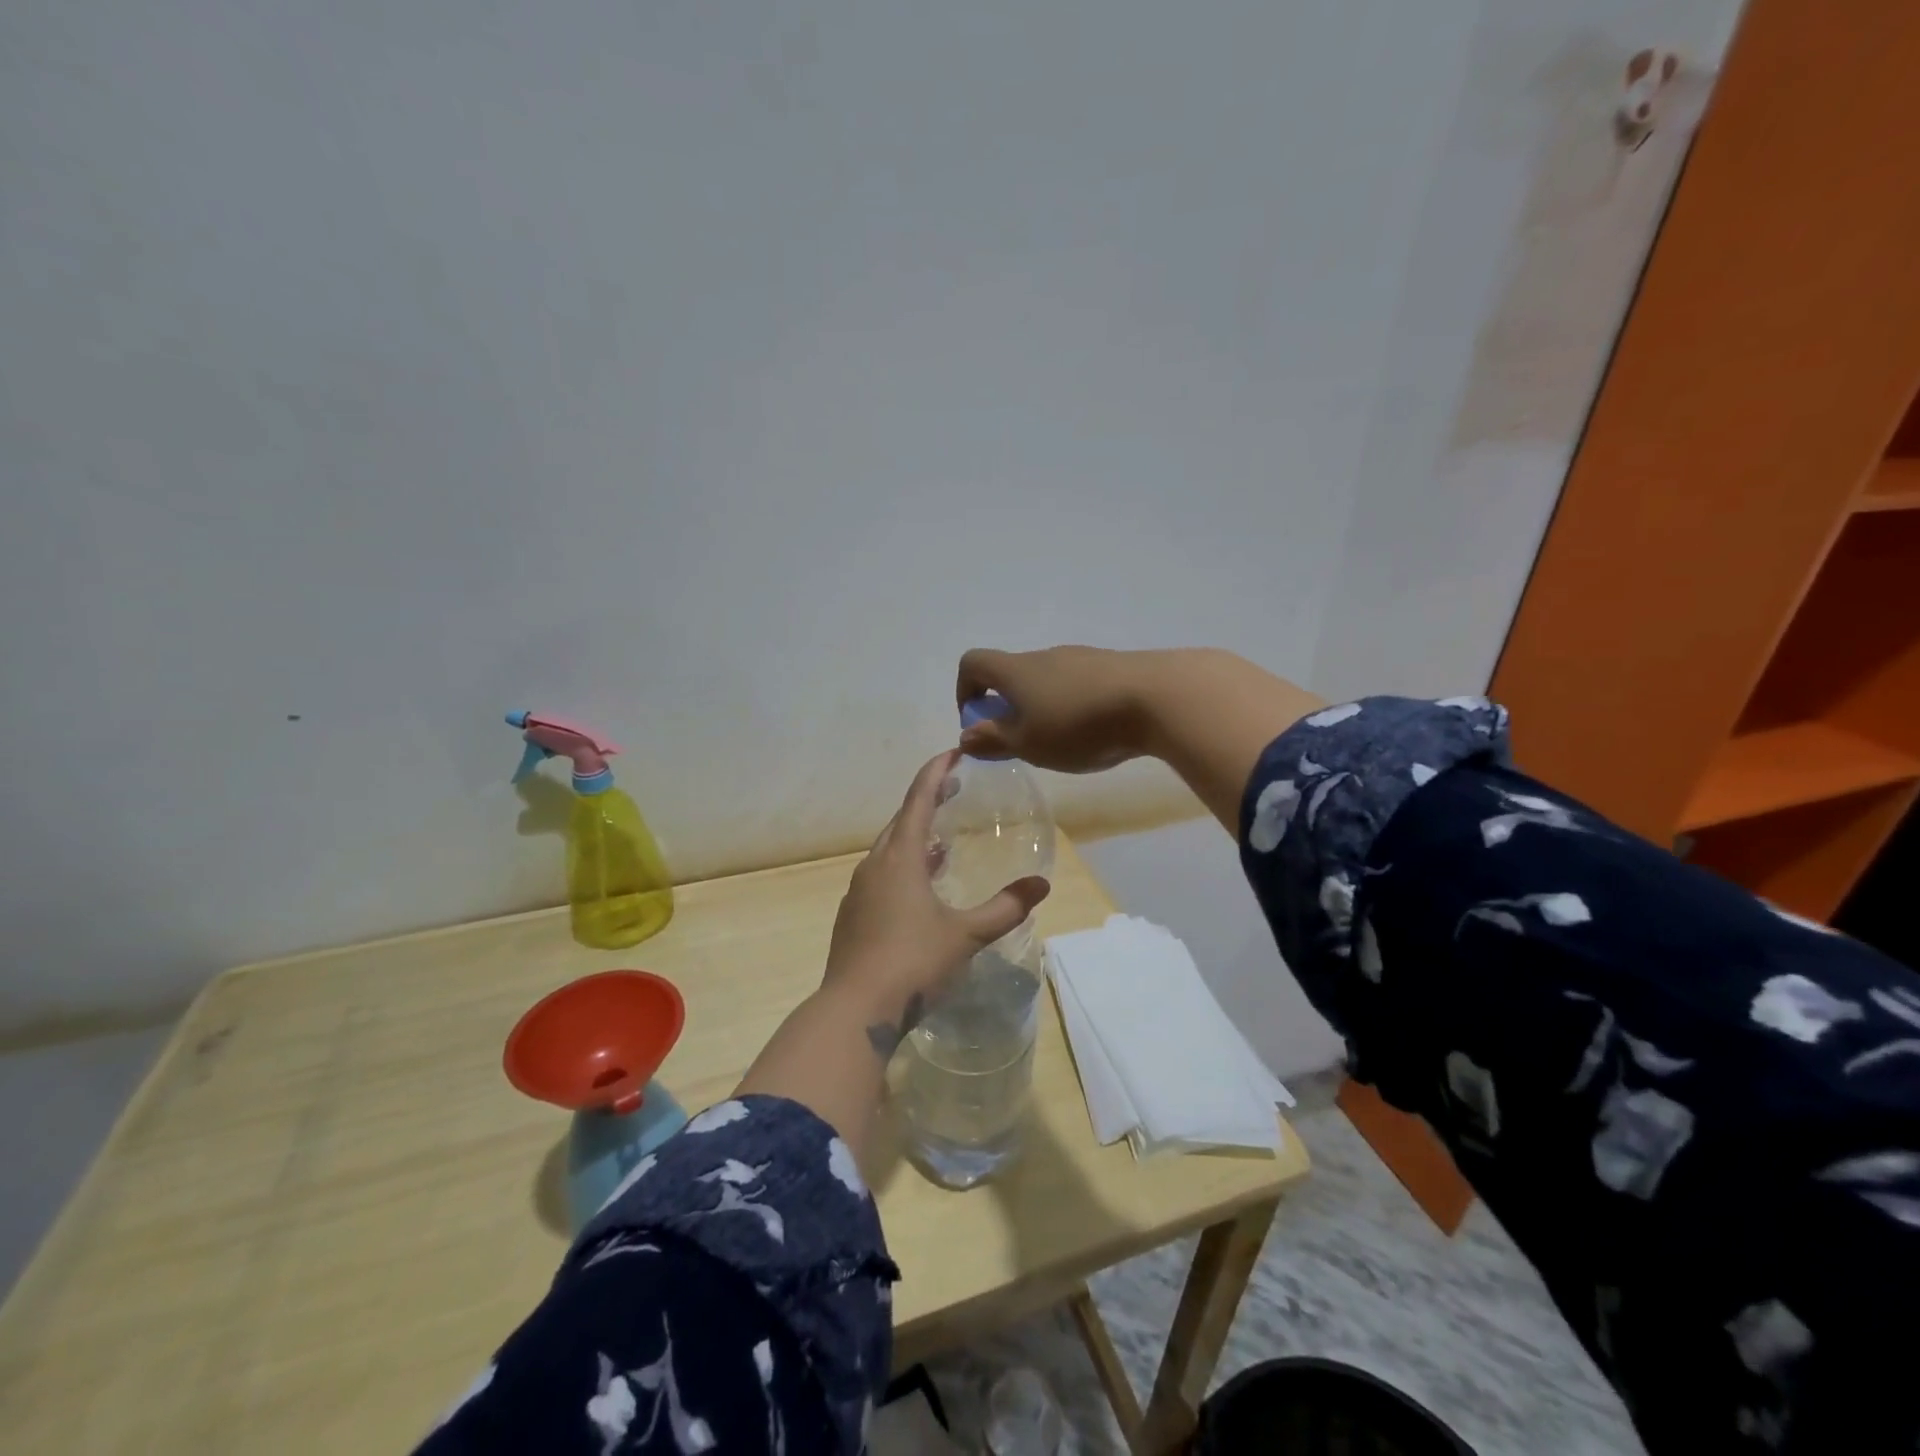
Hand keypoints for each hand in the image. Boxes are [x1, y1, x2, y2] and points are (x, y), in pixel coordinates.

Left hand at [824, 750, 1050, 1055]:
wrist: (855, 1010)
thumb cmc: (913, 962)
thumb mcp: (966, 935)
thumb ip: (1005, 909)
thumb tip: (1041, 886)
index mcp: (900, 858)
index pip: (918, 800)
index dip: (936, 774)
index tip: (953, 753)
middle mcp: (874, 865)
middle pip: (901, 822)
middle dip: (926, 803)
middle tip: (953, 793)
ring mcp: (859, 891)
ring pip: (889, 851)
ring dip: (914, 839)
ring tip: (941, 842)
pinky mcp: (852, 915)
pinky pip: (881, 876)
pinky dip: (903, 868)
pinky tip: (919, 890)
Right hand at [954, 646, 1151, 771]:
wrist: (1157, 698)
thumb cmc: (1079, 725)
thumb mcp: (1029, 744)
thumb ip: (994, 740)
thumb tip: (965, 735)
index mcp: (1016, 671)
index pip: (973, 663)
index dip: (965, 689)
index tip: (978, 721)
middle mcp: (1045, 656)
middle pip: (1013, 673)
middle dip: (1009, 706)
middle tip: (1025, 743)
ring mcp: (1081, 657)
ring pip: (1048, 679)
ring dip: (1043, 707)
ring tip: (1065, 743)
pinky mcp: (1112, 666)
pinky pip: (1079, 683)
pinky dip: (1074, 704)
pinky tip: (1097, 731)